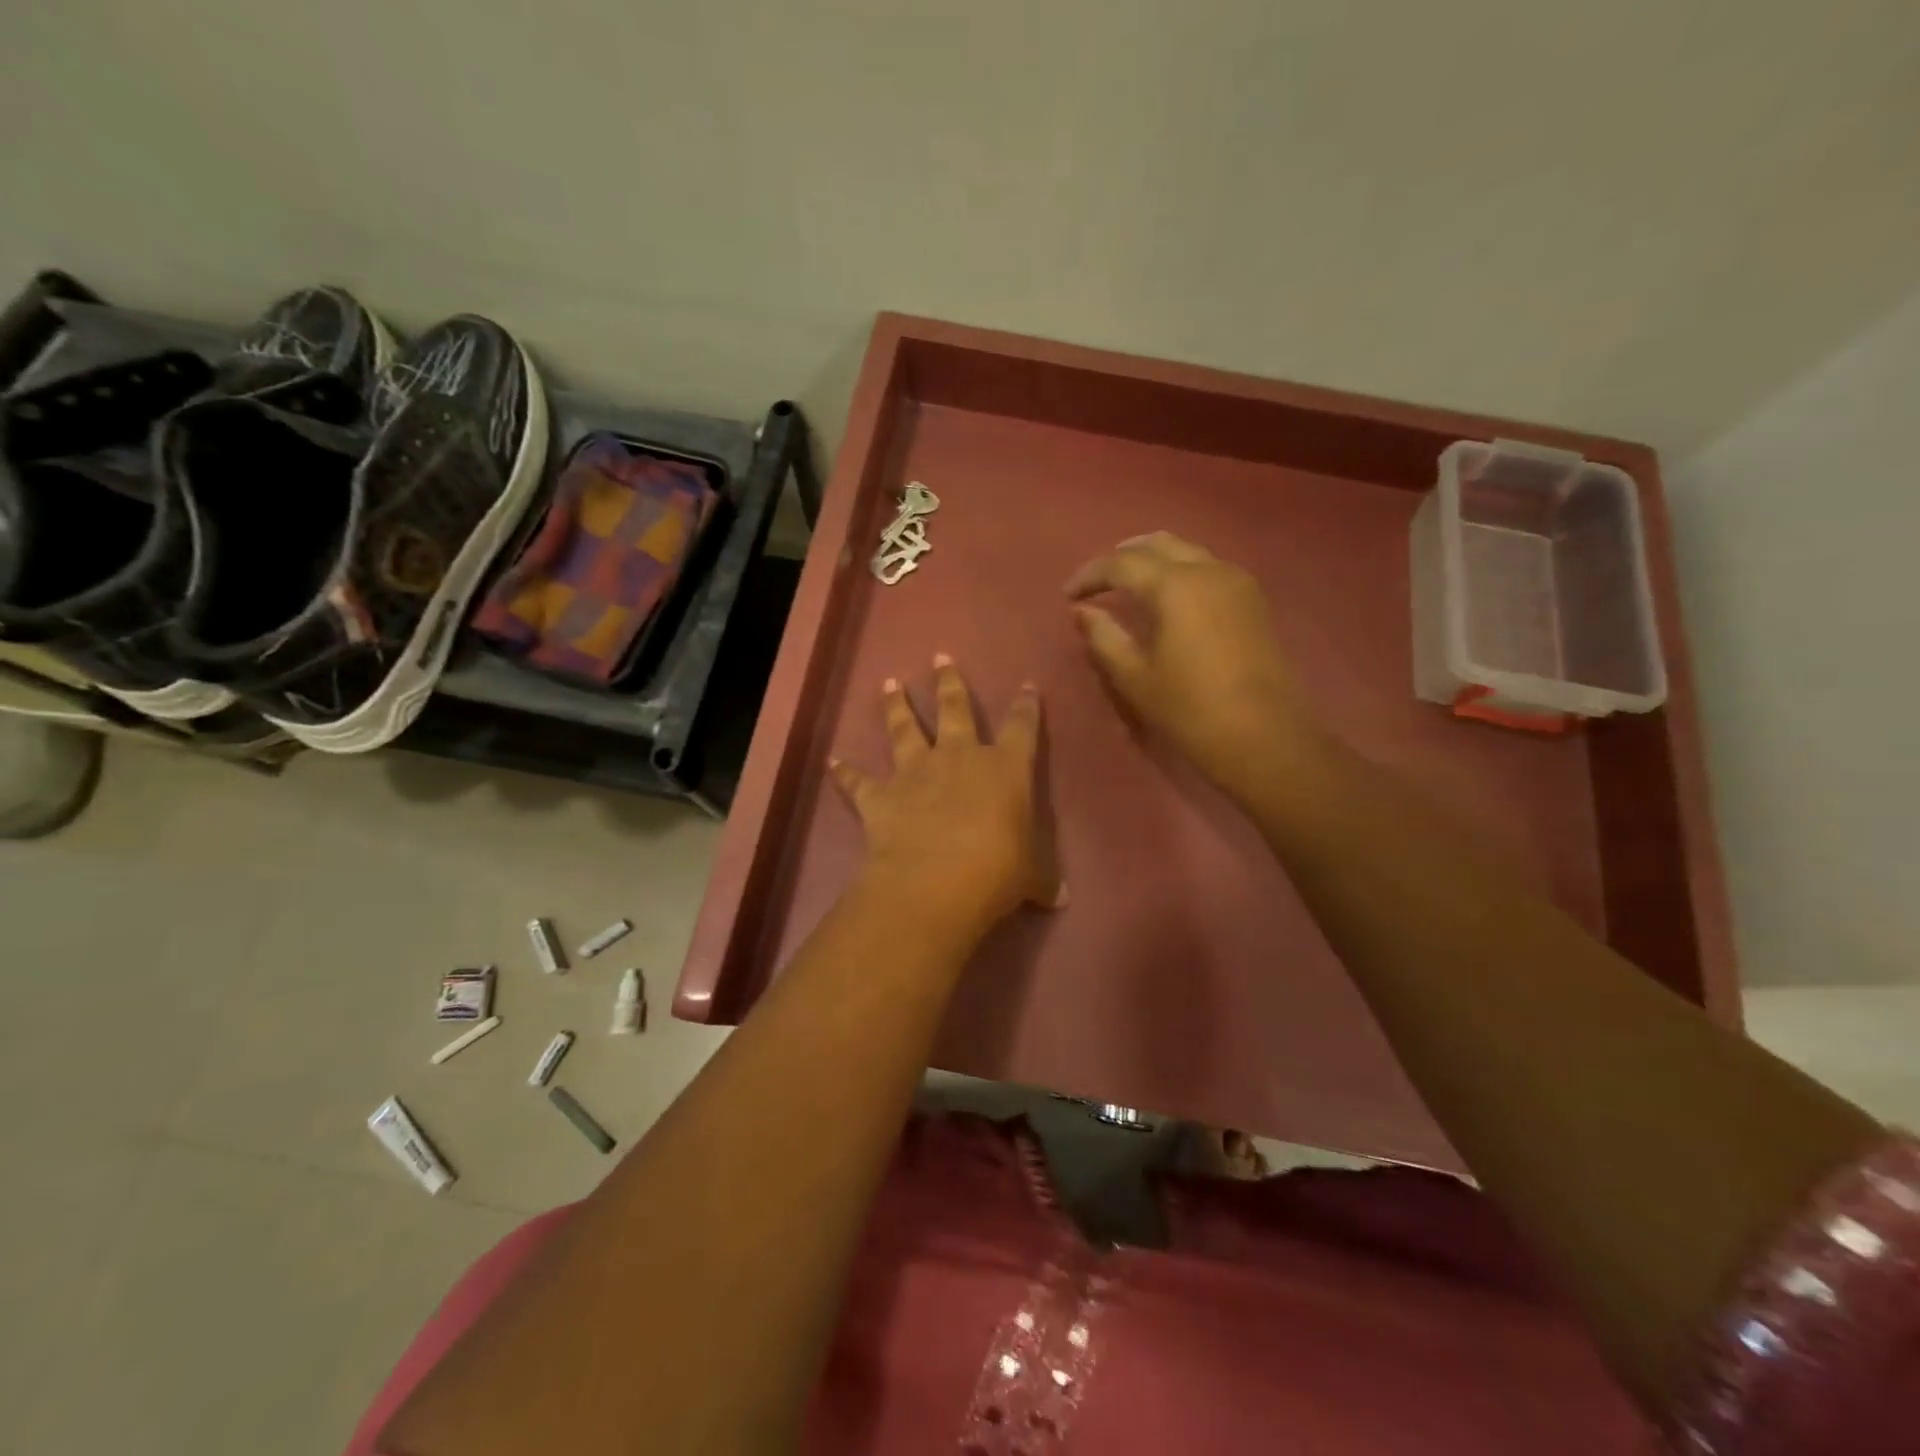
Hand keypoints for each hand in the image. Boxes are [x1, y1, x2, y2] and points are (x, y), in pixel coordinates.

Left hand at [830, 655, 1062, 930]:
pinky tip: (833, 761)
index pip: (1022, 727)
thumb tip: (1060, 897)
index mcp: (1005, 768)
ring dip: (897, 706)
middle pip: (954, 708)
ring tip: (889, 684)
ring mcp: (916, 772)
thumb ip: (1043, 879)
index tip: (1026, 686)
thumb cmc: (998, 871)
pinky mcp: (881, 796)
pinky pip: (858, 780)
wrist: (937, 881)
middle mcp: (959, 758)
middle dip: (949, 682)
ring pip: (904, 728)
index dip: (1026, 706)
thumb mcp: (1033, 877)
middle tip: (940, 657)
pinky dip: (845, 771)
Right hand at [1065, 532, 1312, 795]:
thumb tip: (1084, 611)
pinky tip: (1168, 598)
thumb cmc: (1189, 709)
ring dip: (1153, 560)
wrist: (1263, 737)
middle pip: (1158, 544)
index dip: (1090, 575)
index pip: (1121, 562)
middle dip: (1122, 556)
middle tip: (1097, 581)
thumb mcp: (1134, 677)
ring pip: (1187, 551)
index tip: (1068, 595)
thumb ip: (1104, 636)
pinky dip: (1180, 572)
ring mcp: (1236, 582)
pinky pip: (1208, 568)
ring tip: (1129, 586)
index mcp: (1175, 585)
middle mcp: (1208, 570)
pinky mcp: (1253, 601)